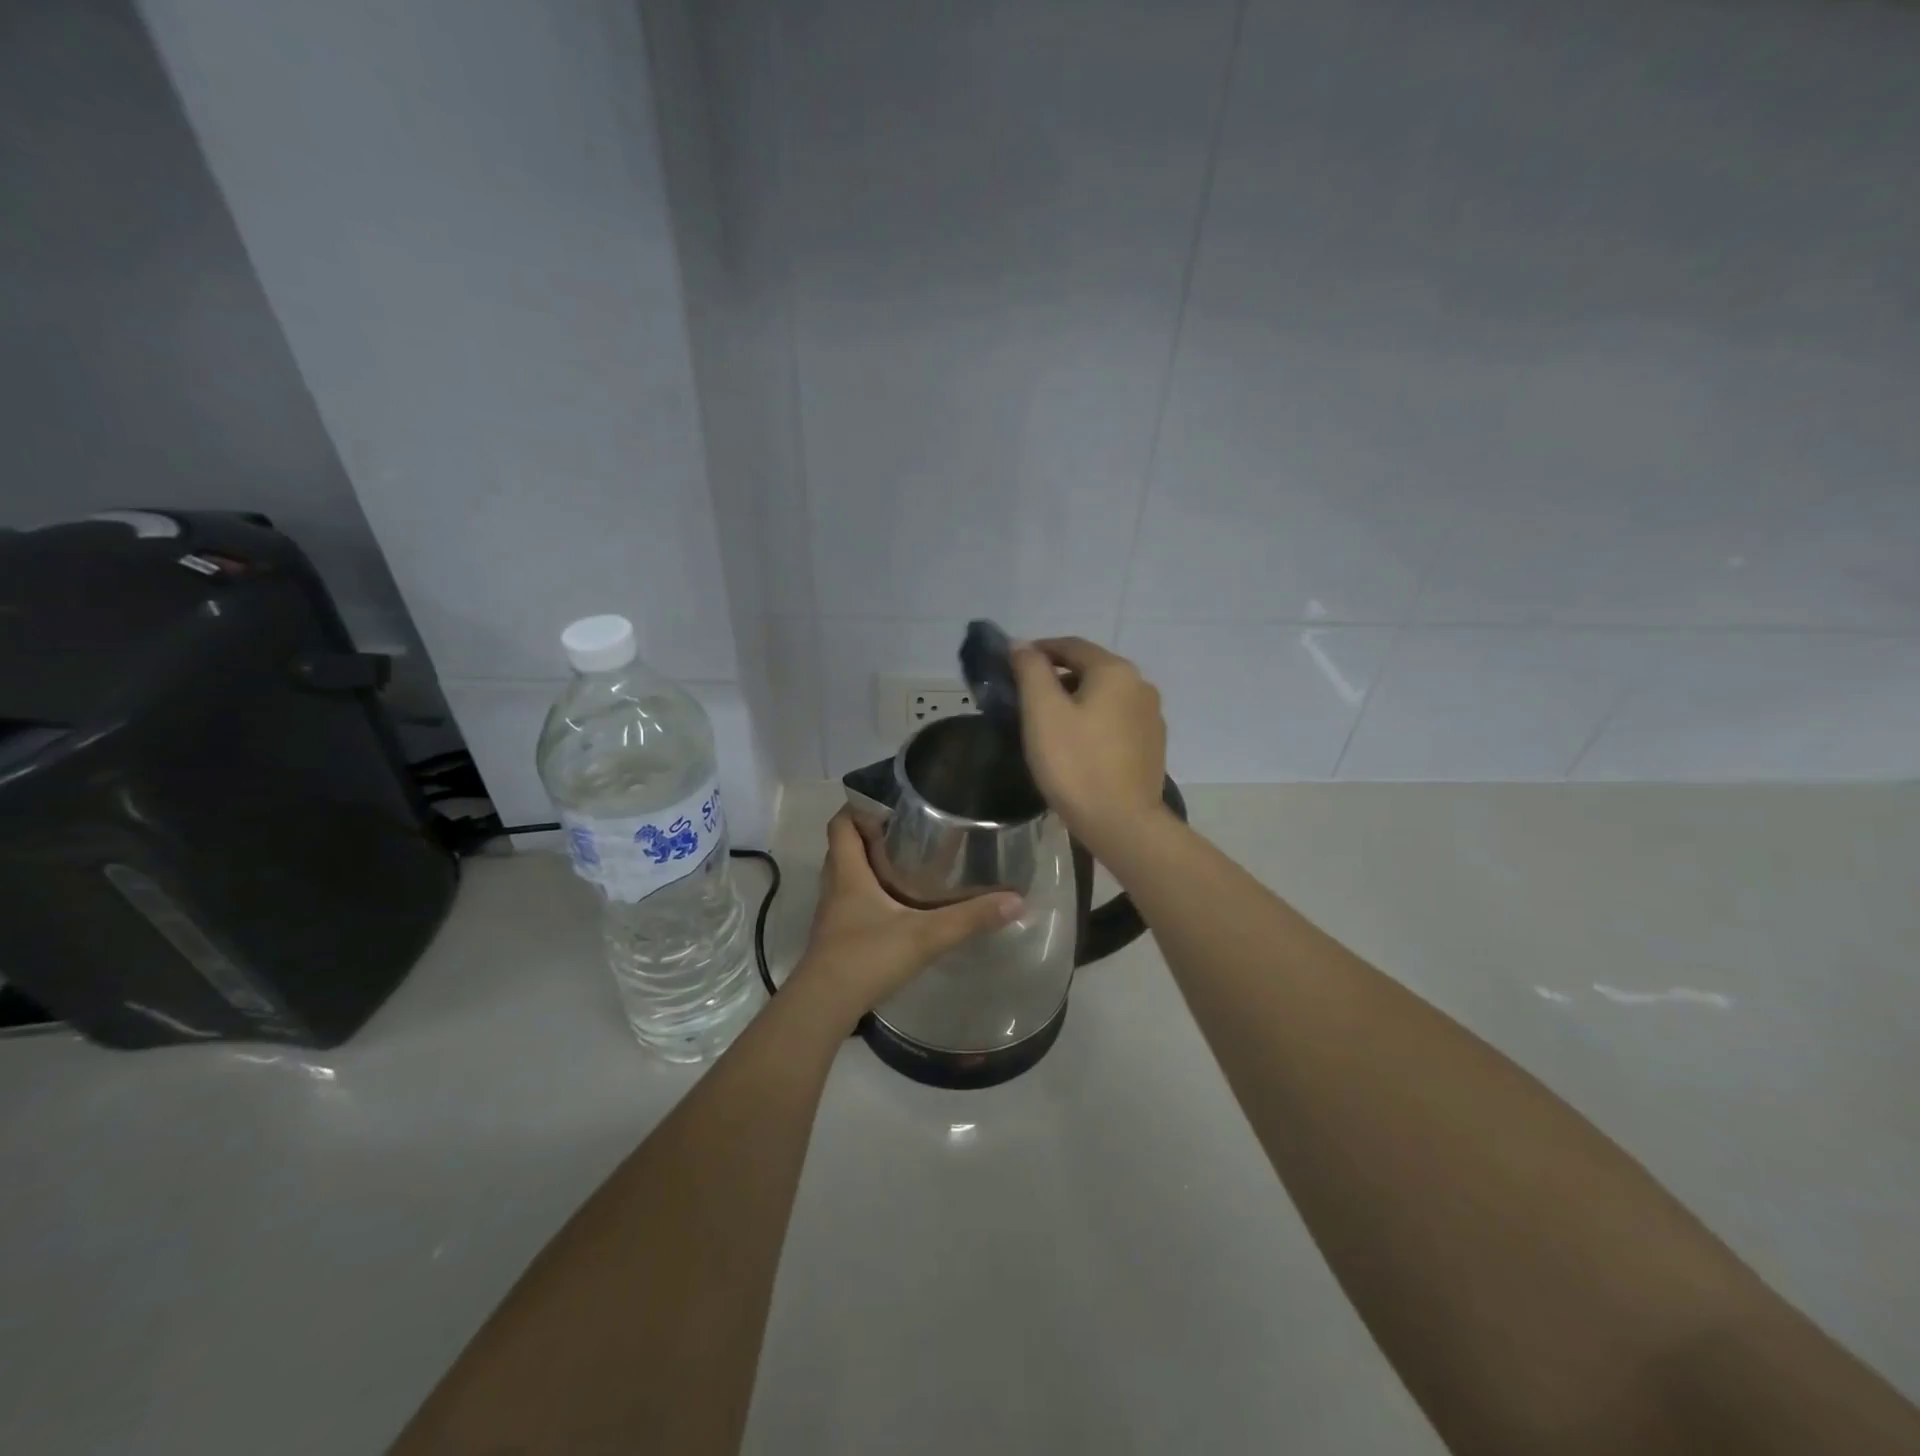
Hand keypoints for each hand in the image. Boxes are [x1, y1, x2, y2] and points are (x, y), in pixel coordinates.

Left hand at [786, 811, 1021, 1027]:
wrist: (824, 1006)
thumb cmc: (866, 958)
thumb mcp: (925, 936)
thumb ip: (969, 919)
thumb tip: (1015, 900)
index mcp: (848, 873)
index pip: (840, 824)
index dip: (859, 807)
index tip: (891, 802)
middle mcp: (835, 887)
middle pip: (843, 847)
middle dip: (870, 834)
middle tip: (908, 830)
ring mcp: (832, 914)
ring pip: (846, 875)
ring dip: (869, 865)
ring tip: (907, 862)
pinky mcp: (836, 937)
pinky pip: (850, 901)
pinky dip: (869, 894)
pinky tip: (897, 906)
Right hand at [1009, 637, 1168, 858]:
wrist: (1122, 823)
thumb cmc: (1075, 763)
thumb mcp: (1043, 712)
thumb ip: (1031, 671)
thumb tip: (1021, 644)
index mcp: (1115, 671)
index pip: (1071, 645)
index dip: (1039, 650)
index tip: (1013, 664)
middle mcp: (1140, 685)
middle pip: (1091, 669)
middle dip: (1057, 676)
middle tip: (1026, 697)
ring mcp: (1151, 717)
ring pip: (1105, 696)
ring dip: (1077, 699)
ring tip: (1049, 723)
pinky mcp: (1152, 745)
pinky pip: (1116, 720)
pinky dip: (1094, 721)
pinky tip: (1078, 744)